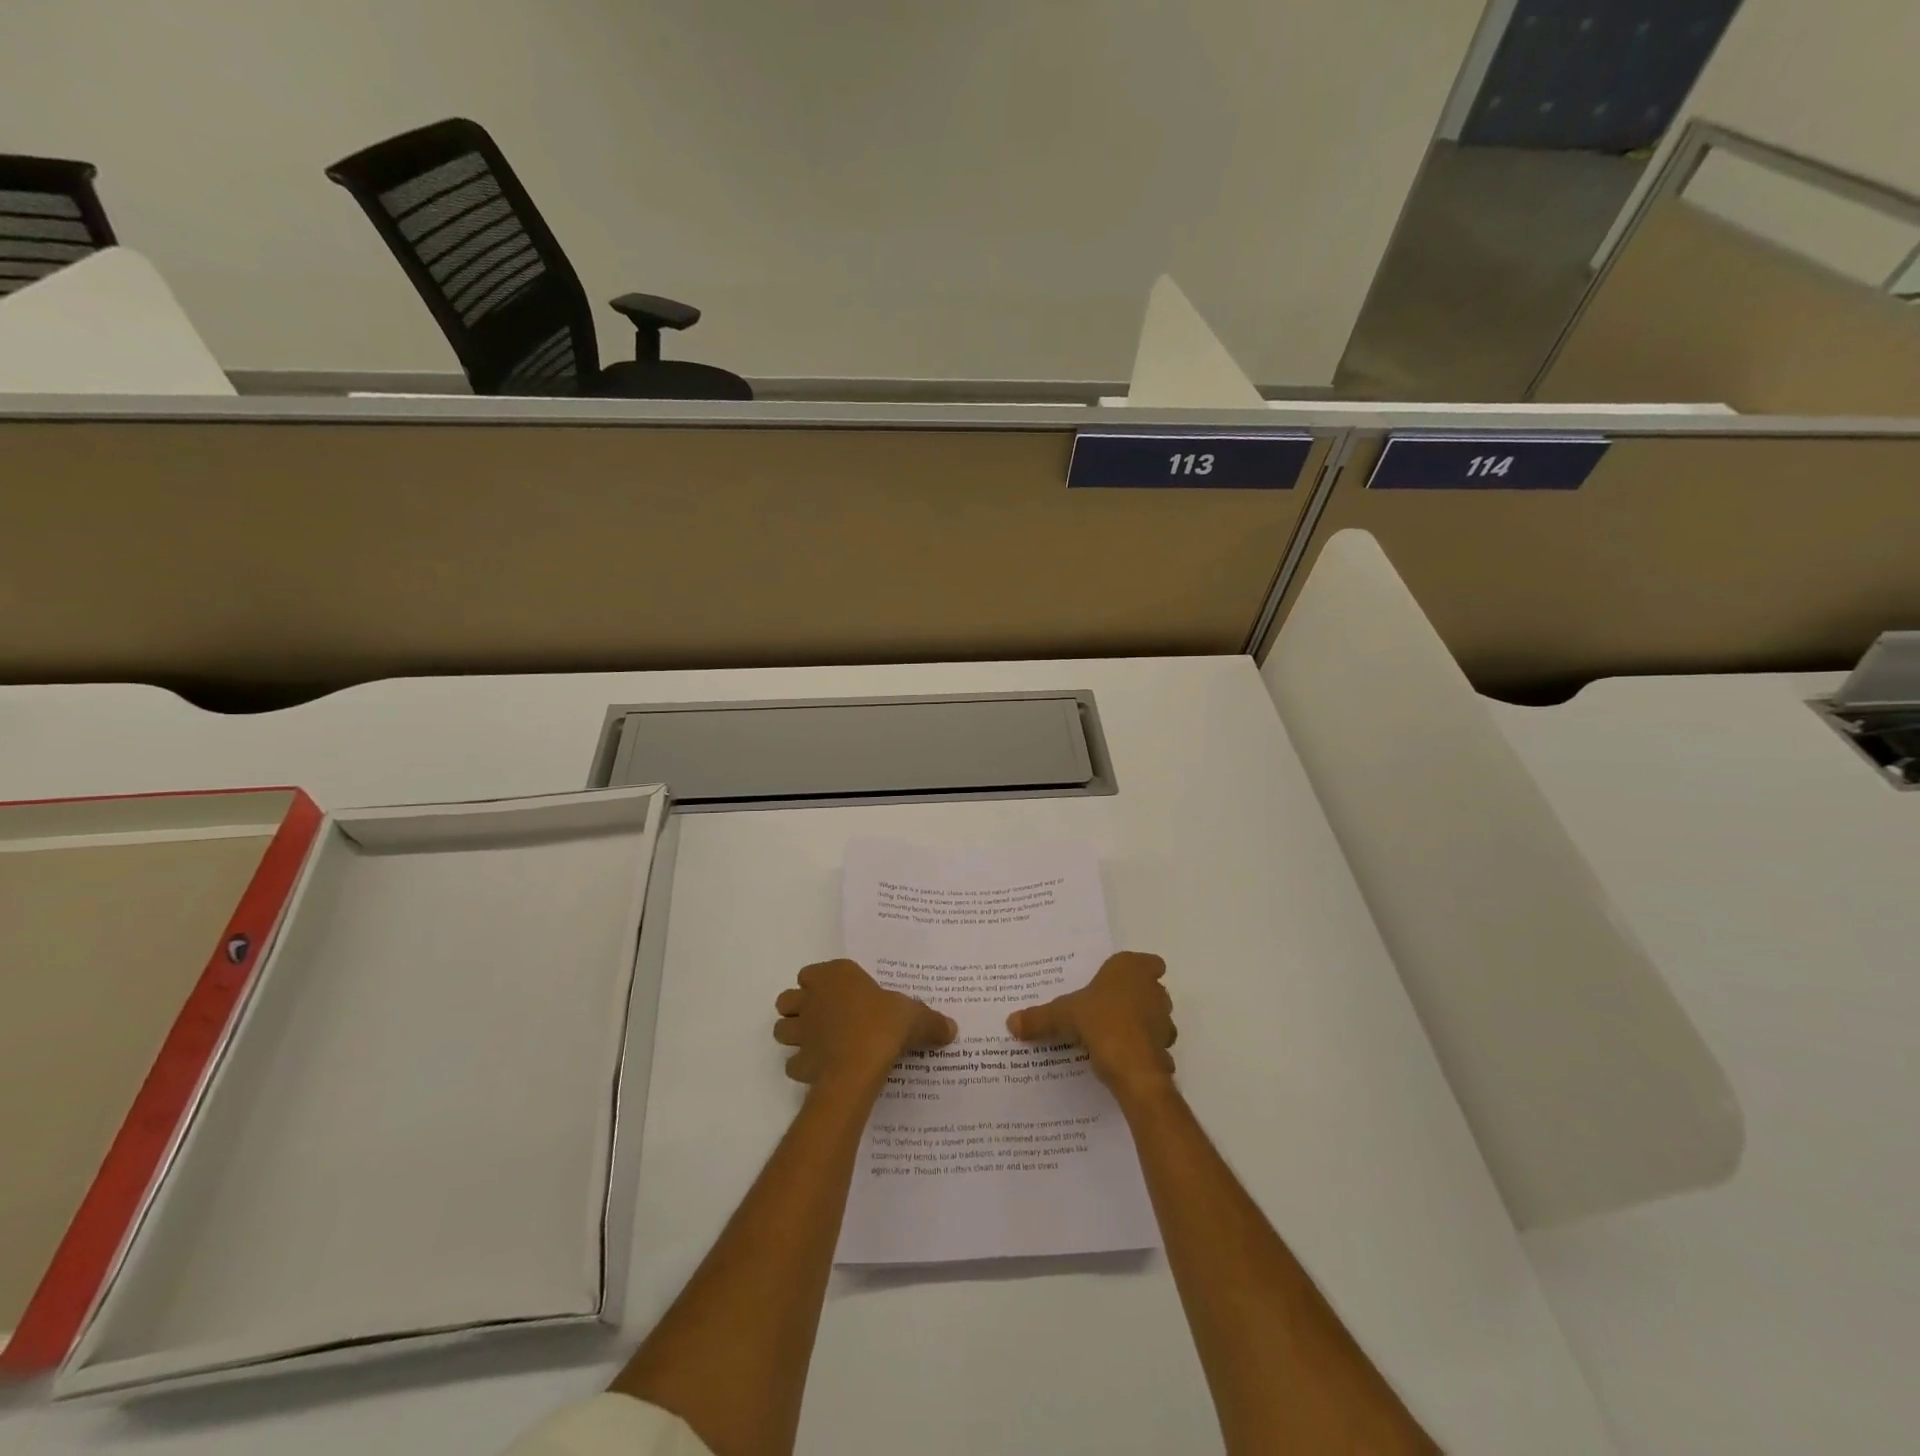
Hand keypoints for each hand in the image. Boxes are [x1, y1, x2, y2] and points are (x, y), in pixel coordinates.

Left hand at [773, 959, 955, 1094]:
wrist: (859, 1064)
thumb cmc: (884, 1025)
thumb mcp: (915, 1017)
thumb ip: (931, 1021)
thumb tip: (952, 1028)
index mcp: (837, 976)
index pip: (813, 972)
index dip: (821, 983)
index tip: (840, 994)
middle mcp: (813, 998)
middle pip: (788, 998)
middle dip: (799, 1007)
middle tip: (823, 1018)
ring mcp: (801, 1031)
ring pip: (781, 1028)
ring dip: (793, 1035)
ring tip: (816, 1043)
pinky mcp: (799, 1062)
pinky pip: (792, 1063)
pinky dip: (802, 1066)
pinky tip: (821, 1070)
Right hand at [1006, 951, 1176, 1101]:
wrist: (1131, 1066)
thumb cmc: (1099, 1021)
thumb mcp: (1061, 1016)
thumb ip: (1038, 1018)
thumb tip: (1010, 1022)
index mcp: (1131, 969)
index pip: (1149, 962)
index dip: (1139, 971)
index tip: (1119, 982)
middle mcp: (1154, 990)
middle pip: (1152, 989)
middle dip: (1136, 998)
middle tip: (1108, 1008)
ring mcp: (1164, 1021)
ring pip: (1157, 1018)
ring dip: (1142, 1025)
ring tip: (1113, 1035)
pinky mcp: (1165, 1049)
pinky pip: (1154, 1047)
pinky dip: (1142, 1052)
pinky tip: (1122, 1059)